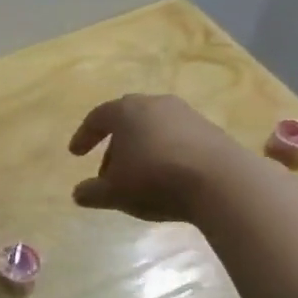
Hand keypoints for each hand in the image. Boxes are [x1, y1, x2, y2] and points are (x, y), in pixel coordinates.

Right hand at [68, 94, 240, 223]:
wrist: (222, 181)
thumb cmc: (155, 179)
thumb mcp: (115, 192)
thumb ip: (92, 192)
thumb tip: (78, 193)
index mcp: (126, 111)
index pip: (97, 118)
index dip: (84, 136)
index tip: (76, 154)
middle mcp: (154, 104)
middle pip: (127, 120)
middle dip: (115, 145)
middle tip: (108, 172)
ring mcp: (186, 115)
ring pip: (154, 129)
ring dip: (142, 150)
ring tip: (139, 178)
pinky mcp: (211, 130)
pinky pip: (178, 139)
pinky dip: (166, 154)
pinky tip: (168, 178)